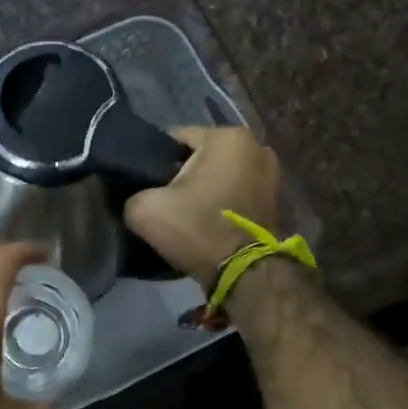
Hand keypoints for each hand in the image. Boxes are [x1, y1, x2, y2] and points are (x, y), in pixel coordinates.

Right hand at [124, 126, 284, 289]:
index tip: (144, 186)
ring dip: (203, 191)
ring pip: (219, 176)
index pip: (175, 138)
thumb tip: (137, 197)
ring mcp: (271, 173)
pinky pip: (235, 193)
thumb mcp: (145, 210)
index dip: (154, 162)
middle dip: (182, 175)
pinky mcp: (274, 199)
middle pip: (201, 157)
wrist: (243, 272)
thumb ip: (133, 194)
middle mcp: (255, 145)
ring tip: (185, 215)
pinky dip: (221, 203)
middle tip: (164, 203)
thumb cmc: (197, 229)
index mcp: (226, 136)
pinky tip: (207, 223)